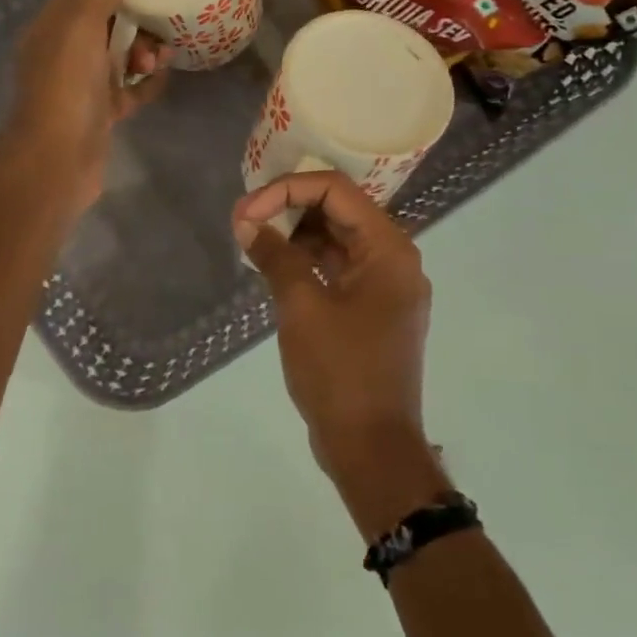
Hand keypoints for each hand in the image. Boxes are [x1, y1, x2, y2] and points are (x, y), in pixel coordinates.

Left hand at [0, 0, 169, 215]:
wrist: (57, 162)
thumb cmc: (65, 87)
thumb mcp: (81, 25)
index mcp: (52, 23)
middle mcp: (65, 49)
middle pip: (105, 17)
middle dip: (135, 10)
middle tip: (162, 8)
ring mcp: (83, 83)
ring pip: (120, 53)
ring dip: (144, 47)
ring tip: (161, 55)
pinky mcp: (102, 111)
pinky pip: (130, 88)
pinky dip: (147, 80)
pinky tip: (164, 75)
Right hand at [233, 172, 447, 533]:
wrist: (372, 446)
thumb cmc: (341, 372)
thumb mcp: (302, 308)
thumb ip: (276, 256)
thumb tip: (246, 222)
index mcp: (388, 249)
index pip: (336, 190)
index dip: (287, 190)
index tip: (246, 211)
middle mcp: (393, 259)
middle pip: (339, 210)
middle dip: (289, 208)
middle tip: (243, 221)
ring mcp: (384, 286)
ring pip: (337, 240)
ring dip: (295, 234)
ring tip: (252, 239)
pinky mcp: (371, 309)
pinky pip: (338, 269)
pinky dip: (306, 262)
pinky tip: (272, 264)